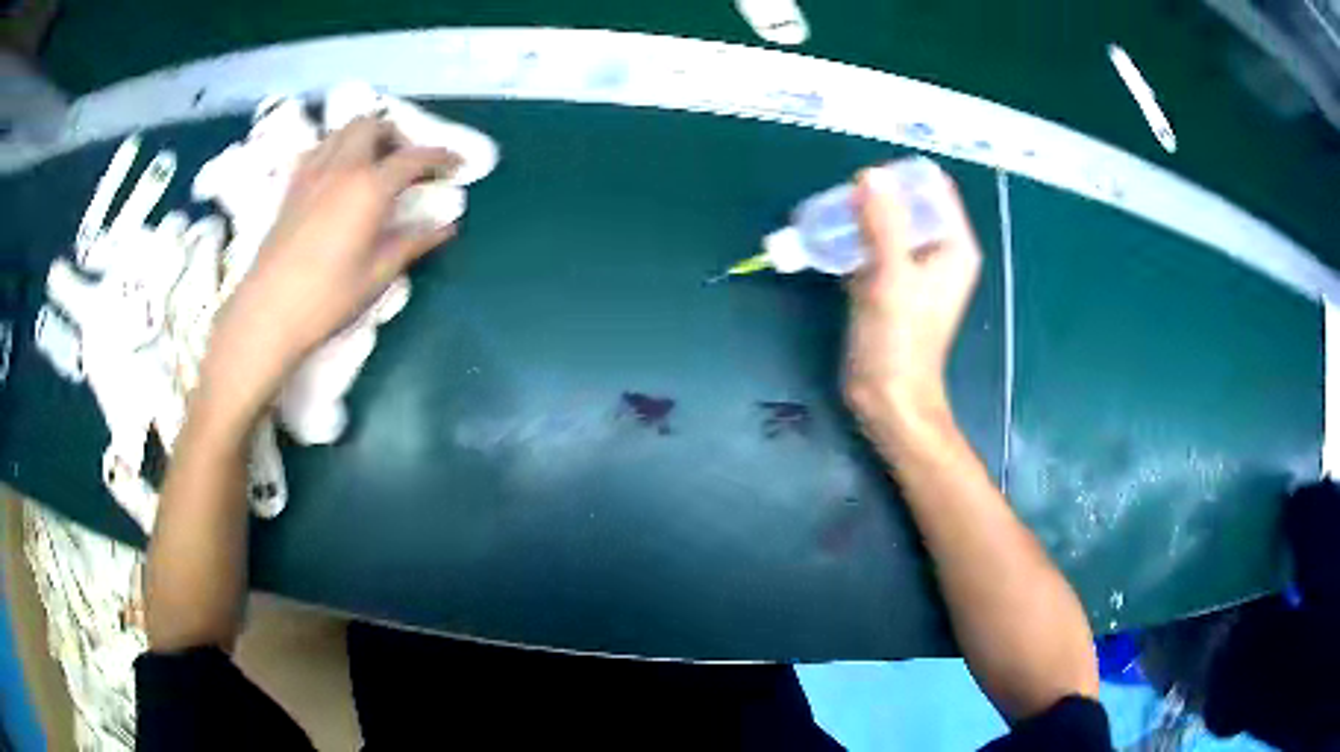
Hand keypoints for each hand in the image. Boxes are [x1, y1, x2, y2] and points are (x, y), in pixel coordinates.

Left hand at [203, 117, 456, 416]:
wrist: (268, 312)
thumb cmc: (327, 297)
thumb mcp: (378, 273)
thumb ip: (414, 242)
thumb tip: (446, 227)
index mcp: (369, 187)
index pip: (414, 157)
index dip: (440, 157)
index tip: (456, 165)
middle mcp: (342, 167)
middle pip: (373, 125)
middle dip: (397, 135)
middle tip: (407, 163)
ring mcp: (312, 172)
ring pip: (344, 130)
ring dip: (367, 136)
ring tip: (375, 164)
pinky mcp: (292, 186)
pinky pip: (319, 148)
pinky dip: (338, 148)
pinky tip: (339, 176)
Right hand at [844, 163, 981, 433]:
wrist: (888, 398)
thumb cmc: (899, 341)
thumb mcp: (892, 277)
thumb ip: (883, 224)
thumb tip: (871, 175)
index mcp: (953, 247)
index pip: (934, 190)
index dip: (901, 178)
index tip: (864, 181)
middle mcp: (937, 252)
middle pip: (907, 204)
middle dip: (874, 197)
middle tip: (840, 202)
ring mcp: (913, 270)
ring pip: (886, 225)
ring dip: (858, 218)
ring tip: (826, 219)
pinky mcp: (890, 285)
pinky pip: (872, 248)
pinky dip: (851, 242)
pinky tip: (825, 243)